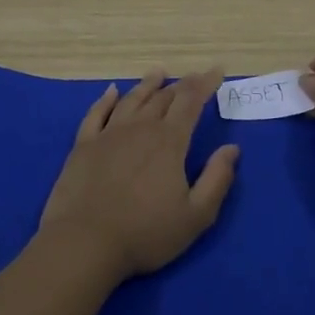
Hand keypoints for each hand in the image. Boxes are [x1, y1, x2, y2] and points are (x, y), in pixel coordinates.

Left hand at [40, 68, 240, 282]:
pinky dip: (106, 99)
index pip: (191, 102)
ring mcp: (108, 135)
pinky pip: (96, 113)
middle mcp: (139, 129)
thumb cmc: (146, 234)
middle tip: (192, 78)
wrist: (85, 243)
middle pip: (162, 98)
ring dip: (147, 85)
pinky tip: (112, 91)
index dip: (205, 84)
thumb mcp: (196, 216)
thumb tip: (231, 149)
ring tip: (158, 74)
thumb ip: (217, 179)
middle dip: (181, 86)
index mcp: (169, 142)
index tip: (216, 71)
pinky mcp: (83, 146)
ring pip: (131, 100)